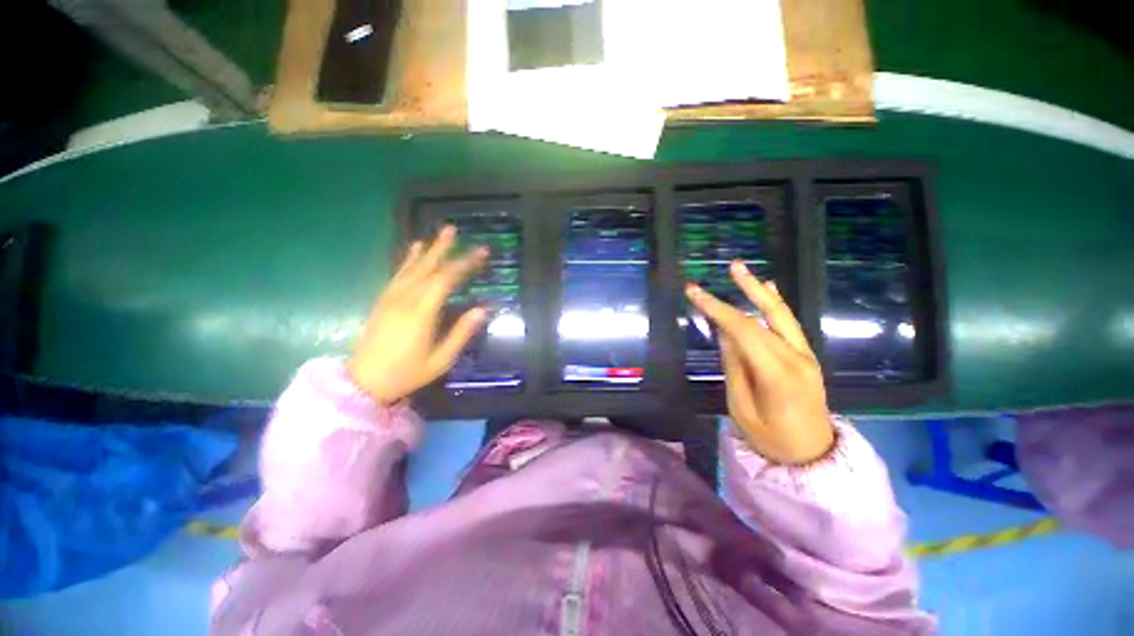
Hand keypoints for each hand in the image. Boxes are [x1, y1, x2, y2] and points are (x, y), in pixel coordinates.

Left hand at [347, 226, 487, 404]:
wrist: (364, 382)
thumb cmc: (407, 373)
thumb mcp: (441, 359)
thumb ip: (462, 332)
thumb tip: (483, 309)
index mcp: (421, 313)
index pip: (446, 279)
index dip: (464, 263)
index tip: (481, 252)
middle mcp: (404, 299)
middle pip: (426, 267)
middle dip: (443, 248)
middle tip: (454, 229)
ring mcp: (391, 298)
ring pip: (411, 268)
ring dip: (427, 250)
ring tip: (438, 234)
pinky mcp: (383, 301)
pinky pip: (398, 274)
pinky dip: (408, 260)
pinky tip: (415, 252)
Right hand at [685, 262, 834, 465]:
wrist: (813, 457)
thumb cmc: (771, 439)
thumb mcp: (741, 409)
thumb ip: (734, 368)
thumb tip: (724, 334)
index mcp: (778, 374)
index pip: (743, 330)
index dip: (717, 308)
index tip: (694, 292)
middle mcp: (796, 358)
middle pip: (767, 315)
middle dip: (744, 289)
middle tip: (731, 266)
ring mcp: (806, 355)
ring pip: (782, 315)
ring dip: (761, 291)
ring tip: (743, 271)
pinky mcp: (807, 357)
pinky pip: (790, 325)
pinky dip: (776, 305)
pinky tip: (769, 289)